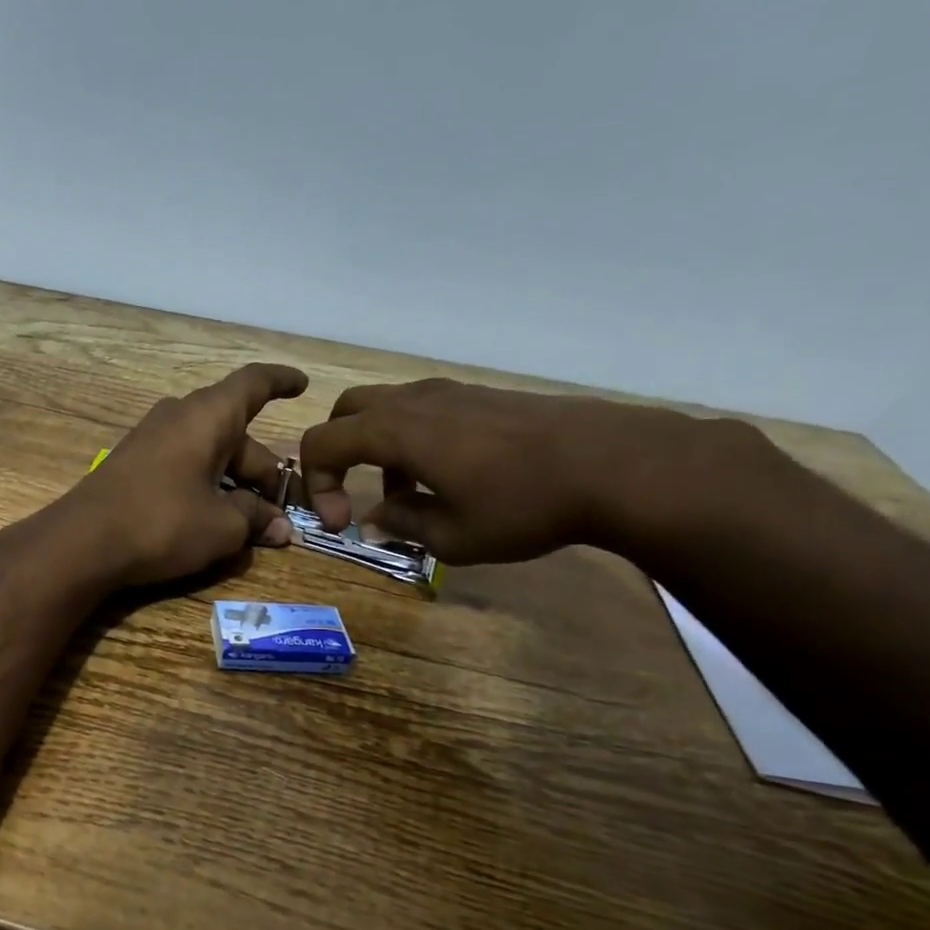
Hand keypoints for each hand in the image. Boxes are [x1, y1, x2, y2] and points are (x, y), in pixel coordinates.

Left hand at [62, 363, 309, 585]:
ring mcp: (152, 440)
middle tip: (286, 512)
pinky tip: (215, 520)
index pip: (253, 383)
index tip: (302, 384)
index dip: (281, 381)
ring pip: (210, 453)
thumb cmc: (162, 522)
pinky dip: (207, 487)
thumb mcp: (222, 526)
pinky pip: (184, 466)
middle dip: (265, 472)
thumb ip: (255, 519)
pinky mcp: (133, 465)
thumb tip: (279, 527)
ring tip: (256, 524)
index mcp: (208, 416)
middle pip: (236, 434)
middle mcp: (179, 417)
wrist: (81, 542)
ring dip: (236, 483)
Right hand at [298, 379, 712, 565]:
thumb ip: (402, 525)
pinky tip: (446, 477)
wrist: (613, 464)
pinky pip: (421, 410)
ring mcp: (448, 392)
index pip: (321, 444)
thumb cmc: (523, 505)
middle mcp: (412, 401)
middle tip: (352, 494)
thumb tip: (375, 518)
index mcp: (394, 431)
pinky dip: (410, 440)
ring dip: (376, 450)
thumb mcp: (453, 537)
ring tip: (407, 496)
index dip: (316, 485)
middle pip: (345, 413)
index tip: (342, 523)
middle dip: (335, 455)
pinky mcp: (479, 396)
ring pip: (384, 409)